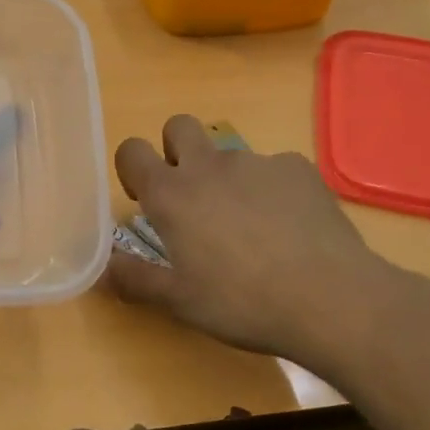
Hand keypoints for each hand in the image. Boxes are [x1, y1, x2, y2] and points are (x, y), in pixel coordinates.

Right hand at [105, 115, 429, 375]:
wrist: (329, 298)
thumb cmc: (242, 303)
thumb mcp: (179, 302)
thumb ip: (134, 280)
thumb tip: (101, 268)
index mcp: (172, 194)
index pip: (131, 150)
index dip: (132, 166)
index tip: (143, 196)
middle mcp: (209, 166)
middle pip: (179, 125)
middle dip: (176, 148)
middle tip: (191, 195)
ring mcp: (257, 161)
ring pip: (229, 153)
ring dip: (227, 177)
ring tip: (251, 227)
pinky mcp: (297, 167)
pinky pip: (273, 168)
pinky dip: (272, 189)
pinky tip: (289, 227)